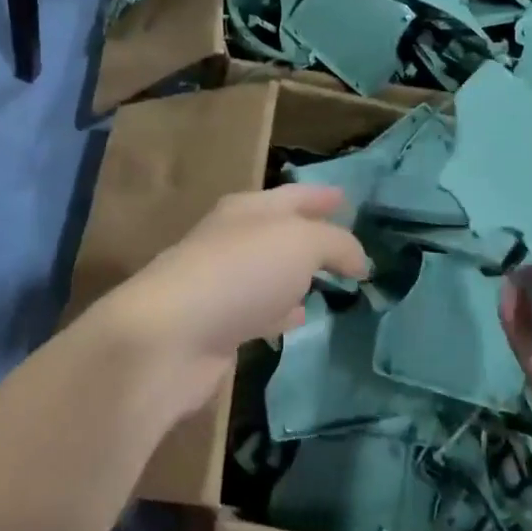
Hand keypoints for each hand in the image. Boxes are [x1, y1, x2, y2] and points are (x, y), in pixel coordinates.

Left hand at [89, 184, 369, 424]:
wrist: (172, 336)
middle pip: (279, 232)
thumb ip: (336, 244)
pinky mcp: (219, 325)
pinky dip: (282, 312)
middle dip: (311, 235)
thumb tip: (359, 260)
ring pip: (270, 272)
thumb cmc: (240, 273)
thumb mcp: (300, 242)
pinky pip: (261, 310)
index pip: (293, 195)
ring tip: (328, 282)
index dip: (321, 195)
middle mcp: (232, 239)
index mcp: (248, 209)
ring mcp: (223, 283)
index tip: (347, 198)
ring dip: (296, 275)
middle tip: (345, 246)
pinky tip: (299, 319)